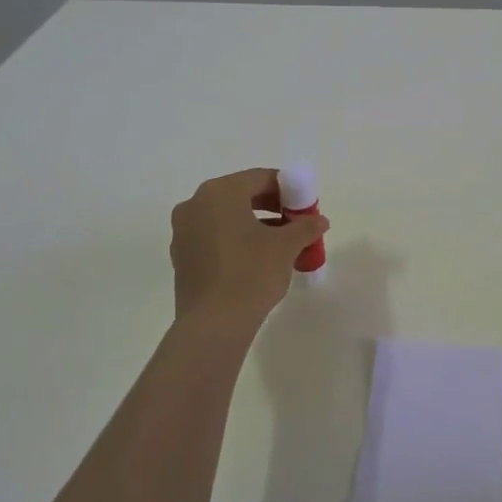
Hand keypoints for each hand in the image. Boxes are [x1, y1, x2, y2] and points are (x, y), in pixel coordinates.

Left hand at [170, 169, 328, 326]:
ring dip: (255, 224)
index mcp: (220, 192)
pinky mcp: (182, 256)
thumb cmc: (251, 273)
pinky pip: (214, 236)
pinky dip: (236, 240)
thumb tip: (319, 221)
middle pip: (241, 195)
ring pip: (227, 217)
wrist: (213, 323)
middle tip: (296, 222)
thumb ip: (305, 227)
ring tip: (281, 243)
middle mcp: (196, 204)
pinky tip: (257, 259)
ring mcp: (184, 231)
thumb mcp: (286, 246)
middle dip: (272, 206)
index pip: (260, 178)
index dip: (288, 189)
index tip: (305, 205)